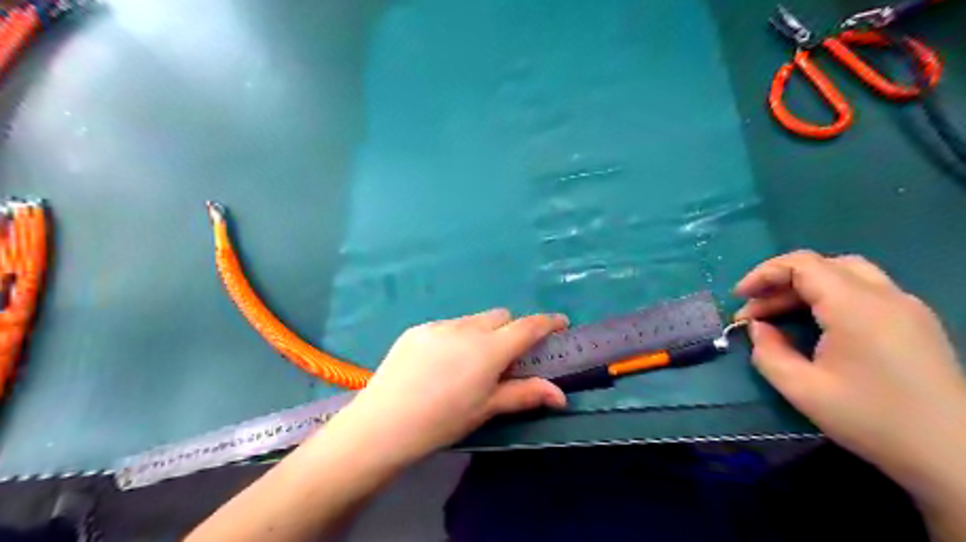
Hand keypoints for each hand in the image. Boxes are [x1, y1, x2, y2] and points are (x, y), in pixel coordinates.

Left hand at [325, 309, 568, 464]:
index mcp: (490, 349)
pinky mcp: (417, 329)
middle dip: (511, 330)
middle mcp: (467, 328)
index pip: (528, 326)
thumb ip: (525, 394)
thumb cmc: (443, 421)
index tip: (560, 323)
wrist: (384, 423)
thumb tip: (561, 396)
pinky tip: (439, 364)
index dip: (548, 322)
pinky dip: (455, 337)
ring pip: (473, 320)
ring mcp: (439, 325)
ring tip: (467, 364)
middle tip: (505, 357)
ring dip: (482, 333)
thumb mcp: (487, 408)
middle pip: (501, 317)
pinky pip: (448, 326)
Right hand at [738, 249, 962, 491]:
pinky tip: (818, 324)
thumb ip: (767, 351)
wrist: (954, 456)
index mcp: (856, 306)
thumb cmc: (872, 419)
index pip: (802, 264)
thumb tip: (758, 327)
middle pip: (823, 265)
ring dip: (806, 287)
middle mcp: (885, 295)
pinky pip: (866, 291)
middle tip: (755, 311)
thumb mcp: (802, 389)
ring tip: (780, 315)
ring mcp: (907, 307)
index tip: (739, 298)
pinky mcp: (917, 322)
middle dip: (781, 281)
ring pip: (847, 274)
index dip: (763, 274)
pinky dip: (831, 297)